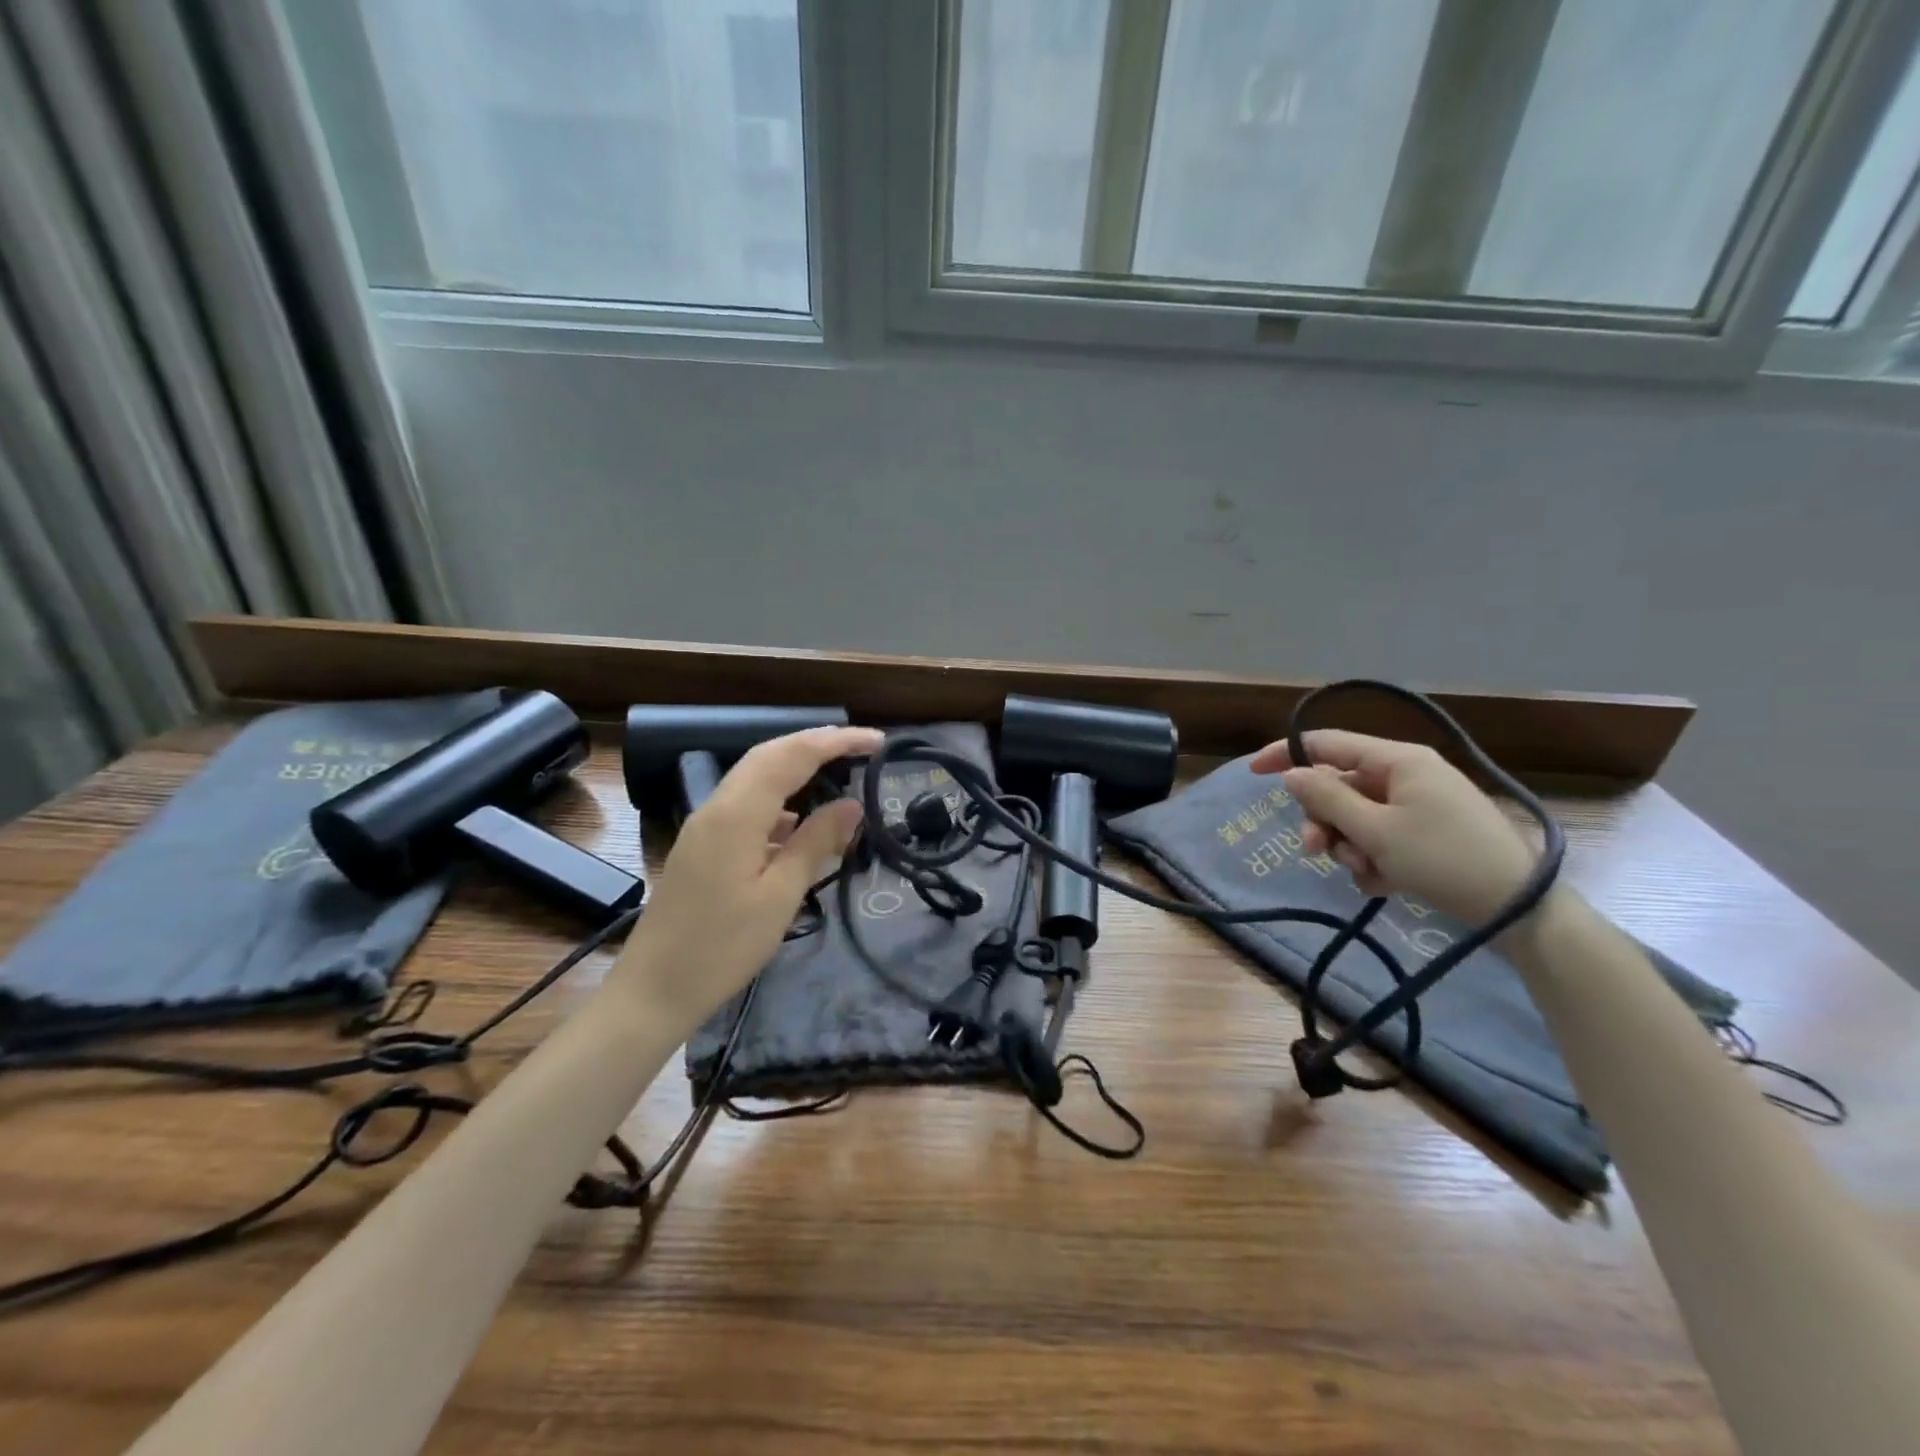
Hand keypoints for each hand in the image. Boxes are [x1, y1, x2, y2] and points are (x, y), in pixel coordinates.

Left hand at [613, 725, 882, 1022]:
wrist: (653, 990)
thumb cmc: (722, 948)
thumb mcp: (780, 897)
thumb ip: (815, 844)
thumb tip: (852, 804)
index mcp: (737, 815)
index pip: (791, 756)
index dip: (836, 742)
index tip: (878, 741)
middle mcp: (717, 807)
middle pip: (769, 755)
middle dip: (816, 743)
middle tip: (862, 747)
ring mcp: (705, 825)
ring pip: (755, 776)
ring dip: (797, 765)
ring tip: (838, 771)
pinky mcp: (703, 845)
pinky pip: (746, 803)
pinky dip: (779, 797)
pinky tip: (799, 820)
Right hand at [1250, 730, 1536, 924]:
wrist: (1518, 908)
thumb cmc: (1443, 858)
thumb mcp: (1376, 830)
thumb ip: (1327, 799)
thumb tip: (1291, 774)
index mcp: (1398, 760)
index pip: (1328, 743)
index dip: (1287, 754)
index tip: (1252, 772)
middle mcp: (1407, 775)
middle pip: (1340, 787)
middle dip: (1324, 821)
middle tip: (1316, 852)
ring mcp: (1419, 805)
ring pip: (1356, 817)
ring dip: (1348, 846)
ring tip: (1364, 873)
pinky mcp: (1427, 834)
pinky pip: (1380, 837)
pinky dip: (1372, 859)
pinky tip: (1384, 883)